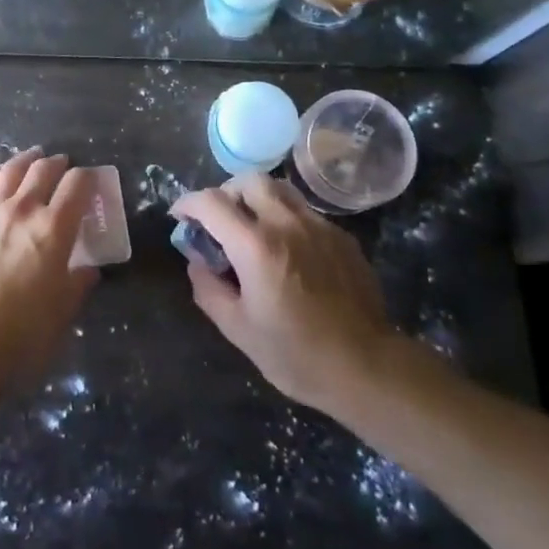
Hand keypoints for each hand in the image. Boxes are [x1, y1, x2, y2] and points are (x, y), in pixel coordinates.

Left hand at [0, 148, 96, 373]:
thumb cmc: (24, 330)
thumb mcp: (64, 309)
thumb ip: (78, 282)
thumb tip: (88, 269)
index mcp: (54, 228)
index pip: (77, 184)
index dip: (87, 178)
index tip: (90, 182)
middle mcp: (24, 209)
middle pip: (43, 170)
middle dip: (58, 164)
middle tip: (63, 166)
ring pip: (11, 170)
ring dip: (27, 160)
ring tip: (33, 157)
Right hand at [173, 173, 396, 414]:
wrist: (368, 367)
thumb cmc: (297, 355)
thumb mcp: (239, 330)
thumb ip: (209, 289)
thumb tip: (198, 261)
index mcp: (256, 246)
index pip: (211, 202)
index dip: (188, 203)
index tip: (180, 216)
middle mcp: (287, 223)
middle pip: (249, 181)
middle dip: (226, 192)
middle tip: (220, 220)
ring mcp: (319, 226)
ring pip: (281, 190)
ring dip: (258, 200)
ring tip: (253, 230)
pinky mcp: (342, 237)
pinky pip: (305, 213)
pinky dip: (286, 220)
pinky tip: (289, 253)